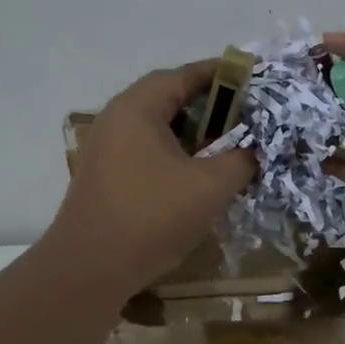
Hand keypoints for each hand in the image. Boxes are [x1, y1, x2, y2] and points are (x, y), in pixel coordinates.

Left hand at [45, 60, 255, 302]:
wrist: (90, 268)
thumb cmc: (151, 216)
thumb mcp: (210, 186)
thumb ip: (240, 159)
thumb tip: (254, 150)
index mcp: (137, 108)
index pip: (184, 75)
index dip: (222, 74)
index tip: (253, 77)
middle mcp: (116, 119)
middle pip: (169, 99)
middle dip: (211, 105)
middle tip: (246, 114)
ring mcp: (106, 149)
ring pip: (158, 128)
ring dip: (194, 133)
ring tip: (228, 145)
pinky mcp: (105, 176)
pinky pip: (147, 151)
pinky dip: (176, 154)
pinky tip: (198, 175)